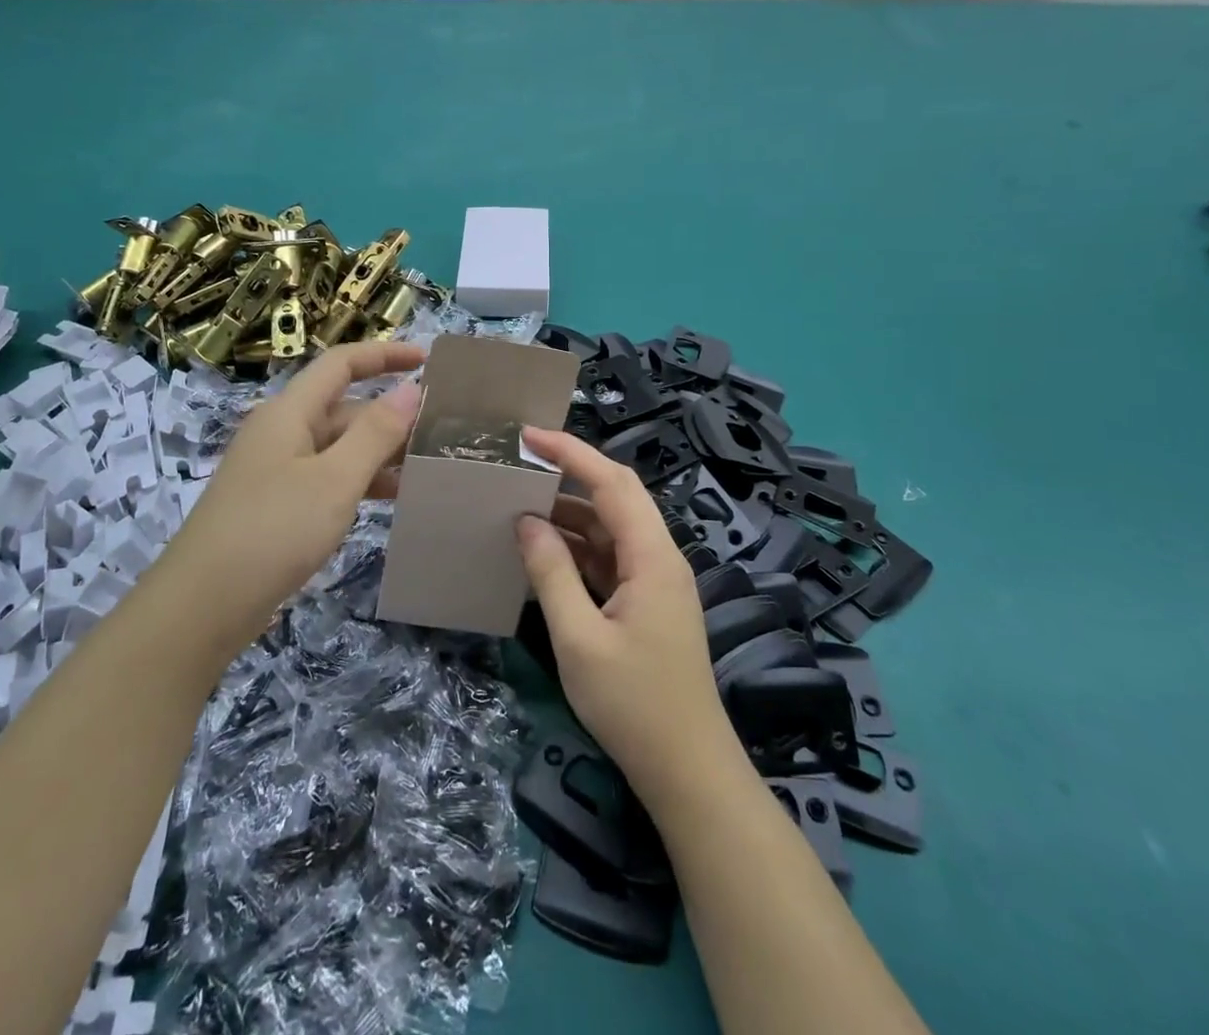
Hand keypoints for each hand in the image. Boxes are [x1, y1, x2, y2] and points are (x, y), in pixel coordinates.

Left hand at [175, 342, 423, 622]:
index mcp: (290, 412)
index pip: (342, 364)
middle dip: (391, 416)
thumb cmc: (273, 531)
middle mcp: (282, 431)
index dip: (384, 355)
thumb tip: (412, 389)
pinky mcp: (277, 504)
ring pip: (339, 447)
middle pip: (344, 408)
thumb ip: (376, 432)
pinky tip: (392, 500)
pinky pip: (328, 477)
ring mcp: (277, 469)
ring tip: (426, 470)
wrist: (203, 605)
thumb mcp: (335, 479)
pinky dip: (360, 481)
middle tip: (440, 434)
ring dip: (380, 453)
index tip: (428, 360)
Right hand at [517, 428, 739, 809]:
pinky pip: (610, 559)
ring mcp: (656, 582)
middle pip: (616, 497)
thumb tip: (526, 521)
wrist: (688, 772)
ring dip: (570, 515)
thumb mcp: (579, 639)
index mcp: (652, 557)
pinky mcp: (647, 604)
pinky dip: (577, 550)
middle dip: (571, 474)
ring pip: (611, 529)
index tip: (529, 435)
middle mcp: (659, 558)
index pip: (613, 482)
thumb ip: (551, 573)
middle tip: (522, 463)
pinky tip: (543, 554)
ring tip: (520, 505)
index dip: (572, 452)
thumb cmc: (634, 705)